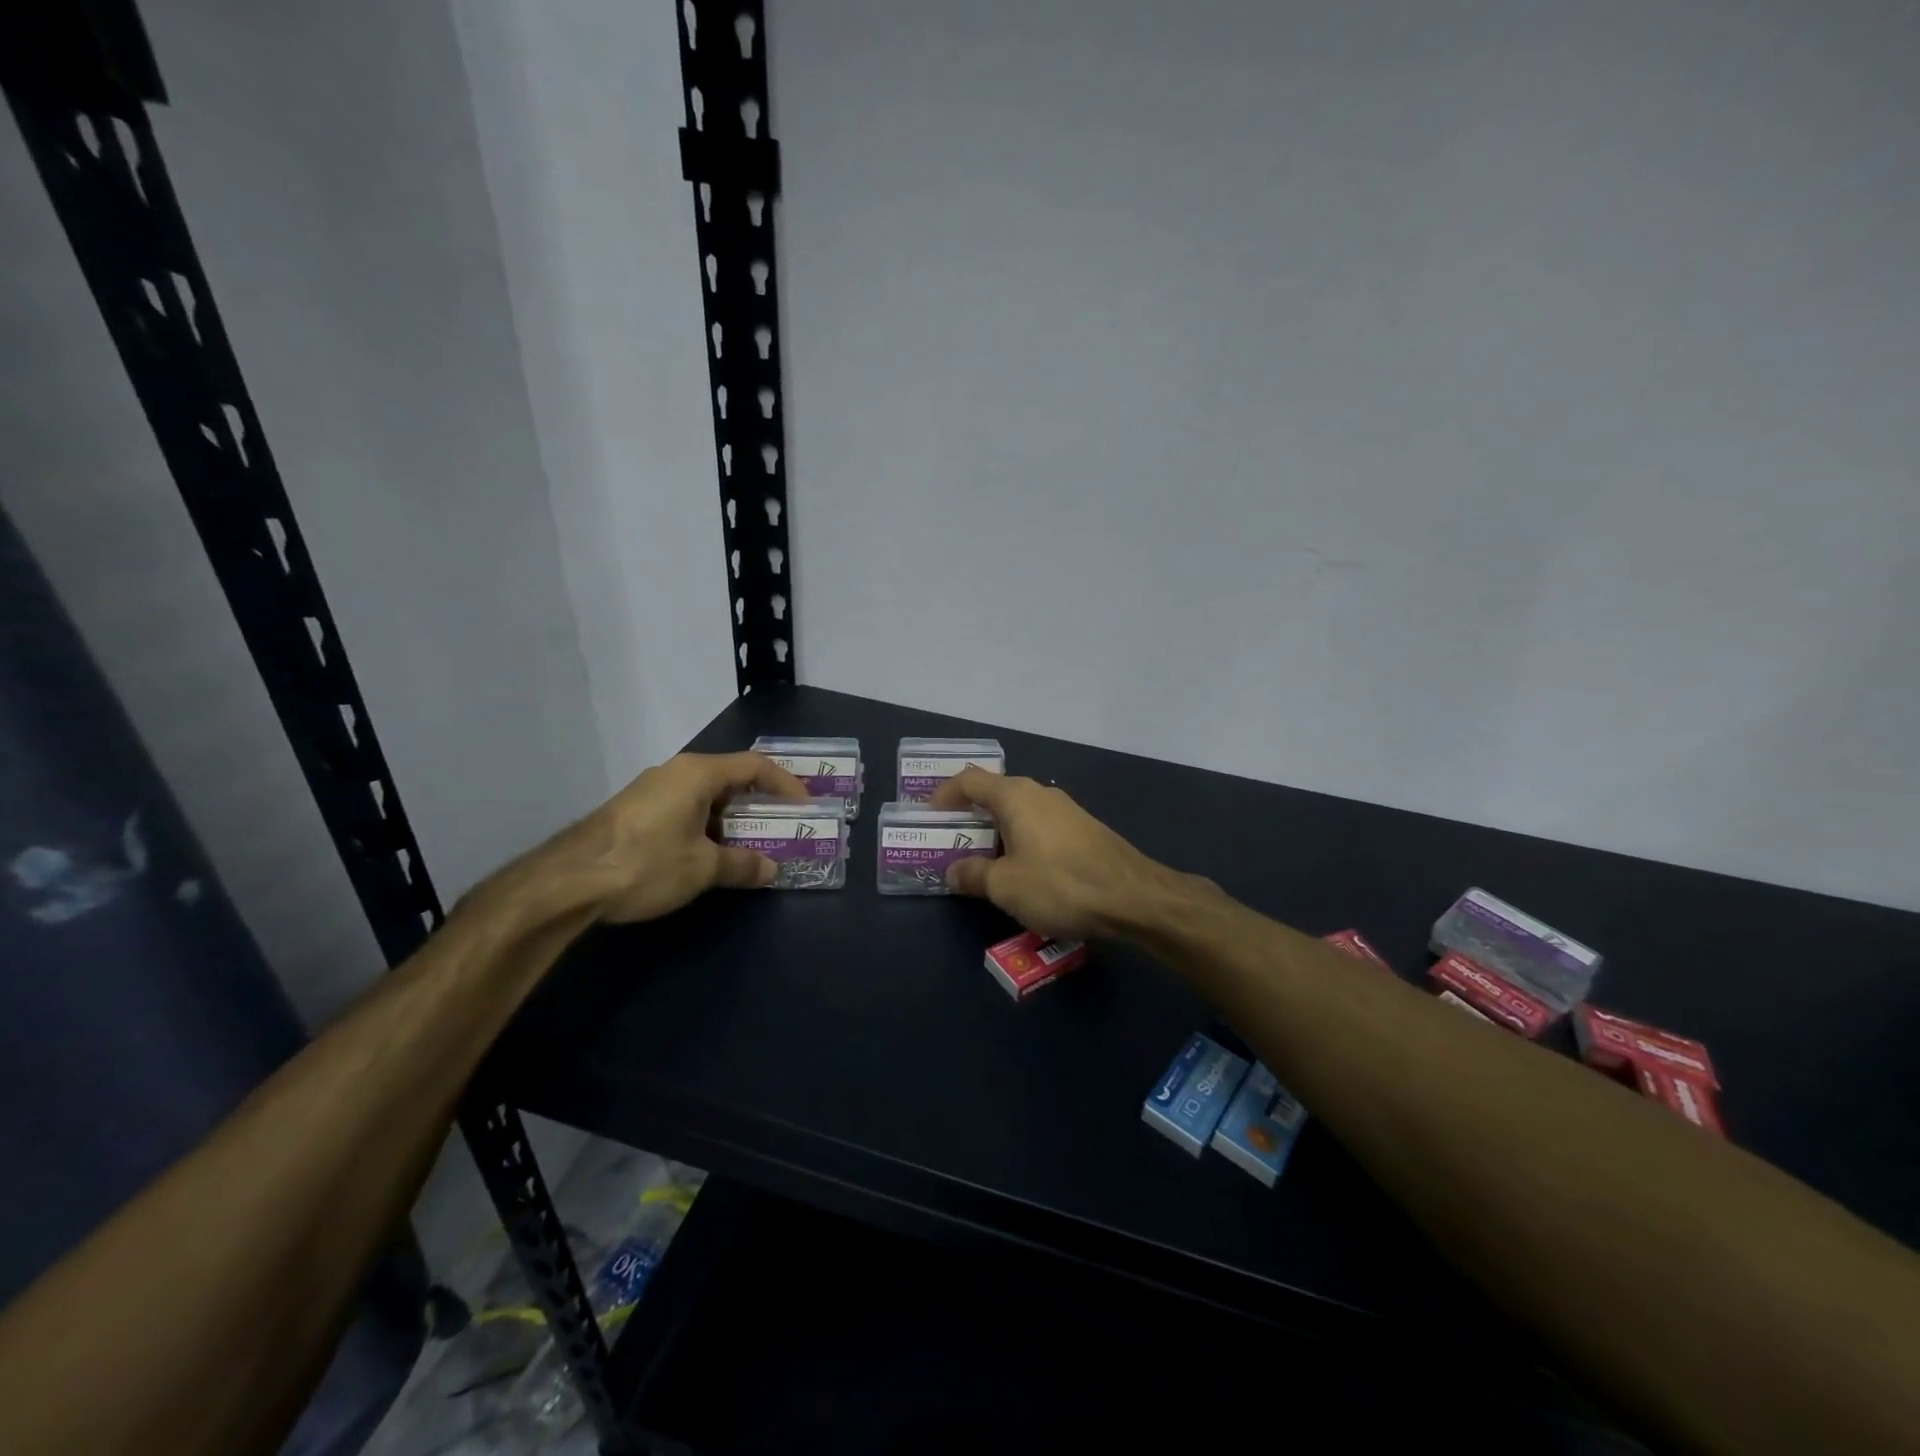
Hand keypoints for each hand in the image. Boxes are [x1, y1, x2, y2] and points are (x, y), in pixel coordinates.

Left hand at [535, 751, 808, 924]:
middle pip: (730, 779)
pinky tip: (708, 855)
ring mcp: (651, 790)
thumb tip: (770, 869)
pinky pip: (684, 809)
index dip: (785, 784)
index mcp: (698, 773)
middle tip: (782, 827)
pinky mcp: (634, 812)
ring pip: (705, 797)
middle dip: (759, 804)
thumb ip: (742, 865)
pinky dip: (706, 827)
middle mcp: (676, 772)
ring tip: (750, 846)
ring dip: (732, 820)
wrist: (566, 882)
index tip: (804, 807)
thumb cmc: (645, 863)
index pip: (755, 766)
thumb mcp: (702, 868)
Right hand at [929, 768, 1171, 938]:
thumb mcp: (1005, 886)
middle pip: (994, 795)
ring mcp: (1066, 810)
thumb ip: (973, 875)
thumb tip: (953, 871)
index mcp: (1015, 796)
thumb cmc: (1060, 884)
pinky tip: (1023, 872)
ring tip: (983, 863)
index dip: (944, 795)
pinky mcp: (1084, 830)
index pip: (969, 780)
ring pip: (1019, 814)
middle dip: (969, 818)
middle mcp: (1040, 793)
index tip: (928, 817)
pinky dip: (1021, 842)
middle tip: (951, 844)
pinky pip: (1040, 828)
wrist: (1133, 897)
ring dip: (997, 833)